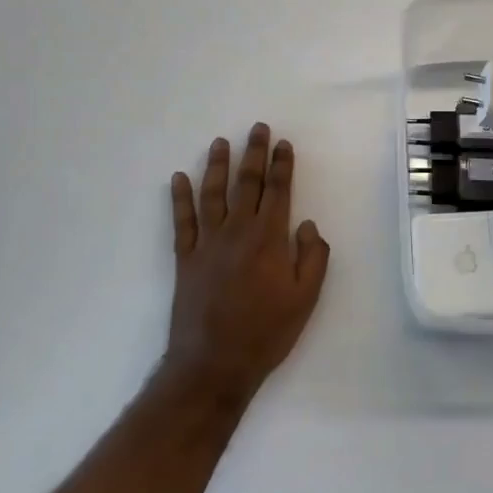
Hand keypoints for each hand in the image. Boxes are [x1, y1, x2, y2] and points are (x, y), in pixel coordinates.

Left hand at [165, 124, 330, 403]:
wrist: (213, 364)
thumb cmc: (266, 332)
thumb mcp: (306, 299)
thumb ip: (313, 257)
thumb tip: (306, 224)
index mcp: (269, 239)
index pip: (279, 191)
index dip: (282, 165)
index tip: (283, 143)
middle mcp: (237, 231)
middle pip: (247, 184)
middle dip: (254, 154)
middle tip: (257, 129)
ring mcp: (207, 243)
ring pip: (213, 194)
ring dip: (217, 165)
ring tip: (220, 142)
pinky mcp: (185, 258)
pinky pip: (182, 221)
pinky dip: (180, 198)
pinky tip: (179, 178)